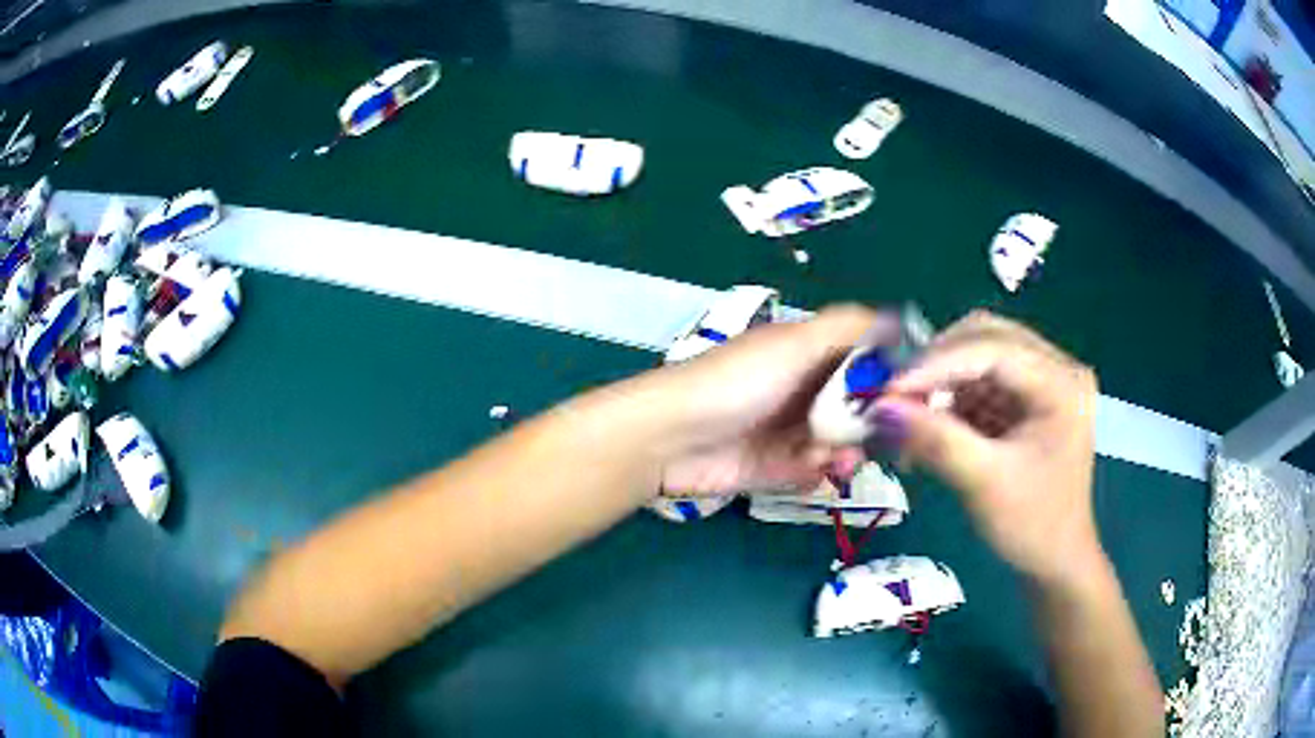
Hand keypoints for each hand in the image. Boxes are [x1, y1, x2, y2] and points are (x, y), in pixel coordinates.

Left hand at [652, 305, 890, 494]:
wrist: (670, 439)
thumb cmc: (736, 382)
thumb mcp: (793, 344)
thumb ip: (847, 329)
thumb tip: (899, 320)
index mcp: (807, 355)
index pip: (863, 362)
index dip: (888, 378)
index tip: (910, 396)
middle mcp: (802, 391)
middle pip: (857, 409)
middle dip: (870, 425)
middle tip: (874, 437)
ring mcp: (788, 432)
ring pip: (839, 445)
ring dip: (846, 453)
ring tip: (837, 461)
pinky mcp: (774, 469)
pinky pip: (813, 473)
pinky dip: (818, 474)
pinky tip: (810, 472)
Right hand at [873, 311, 1104, 586]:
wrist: (1054, 561)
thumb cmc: (1031, 526)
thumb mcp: (985, 484)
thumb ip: (936, 441)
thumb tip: (880, 407)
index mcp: (1062, 383)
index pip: (994, 349)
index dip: (938, 363)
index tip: (888, 388)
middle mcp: (1056, 367)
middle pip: (986, 337)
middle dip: (937, 363)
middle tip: (895, 394)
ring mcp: (1042, 380)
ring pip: (978, 354)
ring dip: (939, 379)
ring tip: (906, 411)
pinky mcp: (1025, 398)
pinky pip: (979, 380)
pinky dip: (948, 396)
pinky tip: (926, 421)